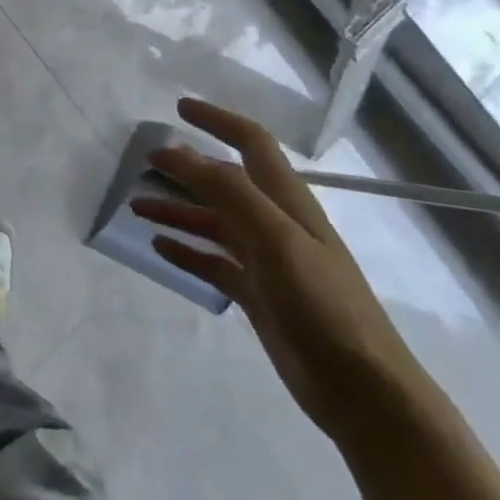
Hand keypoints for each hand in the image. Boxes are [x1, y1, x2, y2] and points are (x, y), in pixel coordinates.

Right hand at [132, 98, 434, 446]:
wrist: (362, 390)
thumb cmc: (323, 305)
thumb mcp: (277, 239)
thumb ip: (229, 192)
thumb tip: (180, 152)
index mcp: (287, 202)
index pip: (251, 143)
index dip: (218, 121)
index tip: (179, 108)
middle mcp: (275, 223)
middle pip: (224, 183)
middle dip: (186, 168)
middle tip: (143, 163)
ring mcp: (266, 261)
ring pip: (213, 222)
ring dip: (177, 210)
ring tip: (136, 207)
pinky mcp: (257, 295)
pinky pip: (212, 262)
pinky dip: (185, 251)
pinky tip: (159, 247)